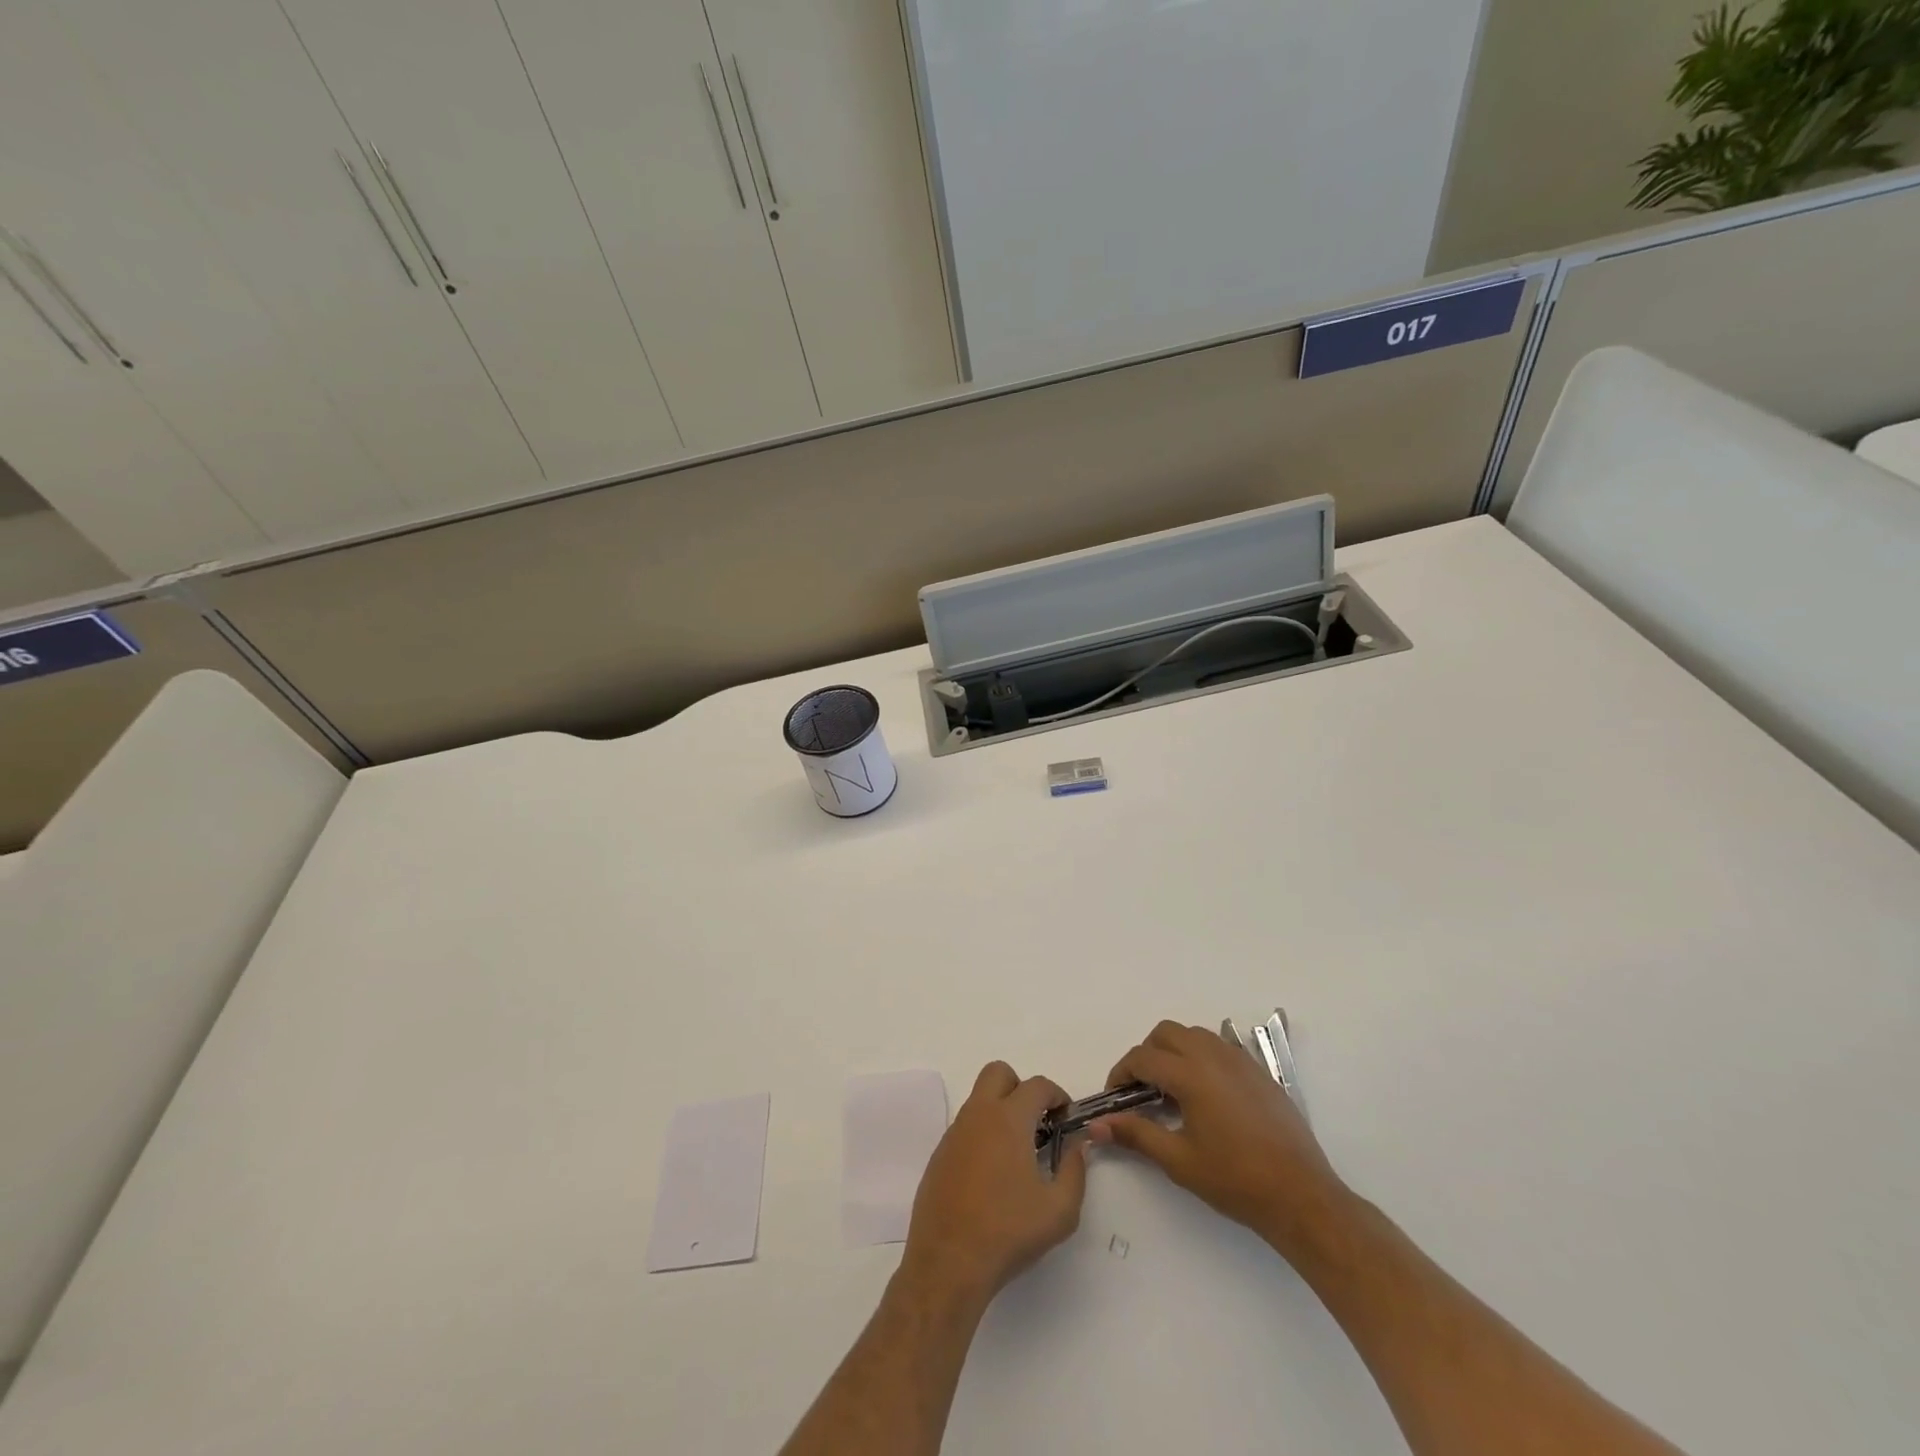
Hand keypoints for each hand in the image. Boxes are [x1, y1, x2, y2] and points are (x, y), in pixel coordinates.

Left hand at [901, 1062, 1086, 1307]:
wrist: (948, 1263)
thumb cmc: (1008, 1233)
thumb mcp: (1060, 1211)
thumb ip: (1075, 1171)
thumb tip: (1078, 1146)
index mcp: (1008, 1120)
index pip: (1037, 1085)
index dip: (1057, 1095)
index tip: (1066, 1117)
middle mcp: (978, 1115)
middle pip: (998, 1073)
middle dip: (1021, 1088)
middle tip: (1037, 1122)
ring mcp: (954, 1133)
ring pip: (979, 1100)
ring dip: (1000, 1111)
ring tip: (1017, 1152)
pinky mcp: (939, 1154)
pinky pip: (965, 1127)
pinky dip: (982, 1135)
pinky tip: (991, 1174)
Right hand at [1090, 1020, 1348, 1259]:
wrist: (1301, 1195)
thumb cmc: (1235, 1180)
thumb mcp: (1178, 1160)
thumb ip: (1135, 1134)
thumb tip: (1096, 1126)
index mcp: (1190, 1074)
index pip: (1142, 1058)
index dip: (1121, 1074)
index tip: (1116, 1099)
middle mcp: (1213, 1056)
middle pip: (1166, 1033)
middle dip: (1147, 1054)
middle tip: (1143, 1090)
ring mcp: (1240, 1060)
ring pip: (1194, 1035)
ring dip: (1175, 1051)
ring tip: (1173, 1090)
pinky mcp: (1259, 1072)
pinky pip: (1220, 1048)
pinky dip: (1201, 1057)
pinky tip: (1206, 1095)